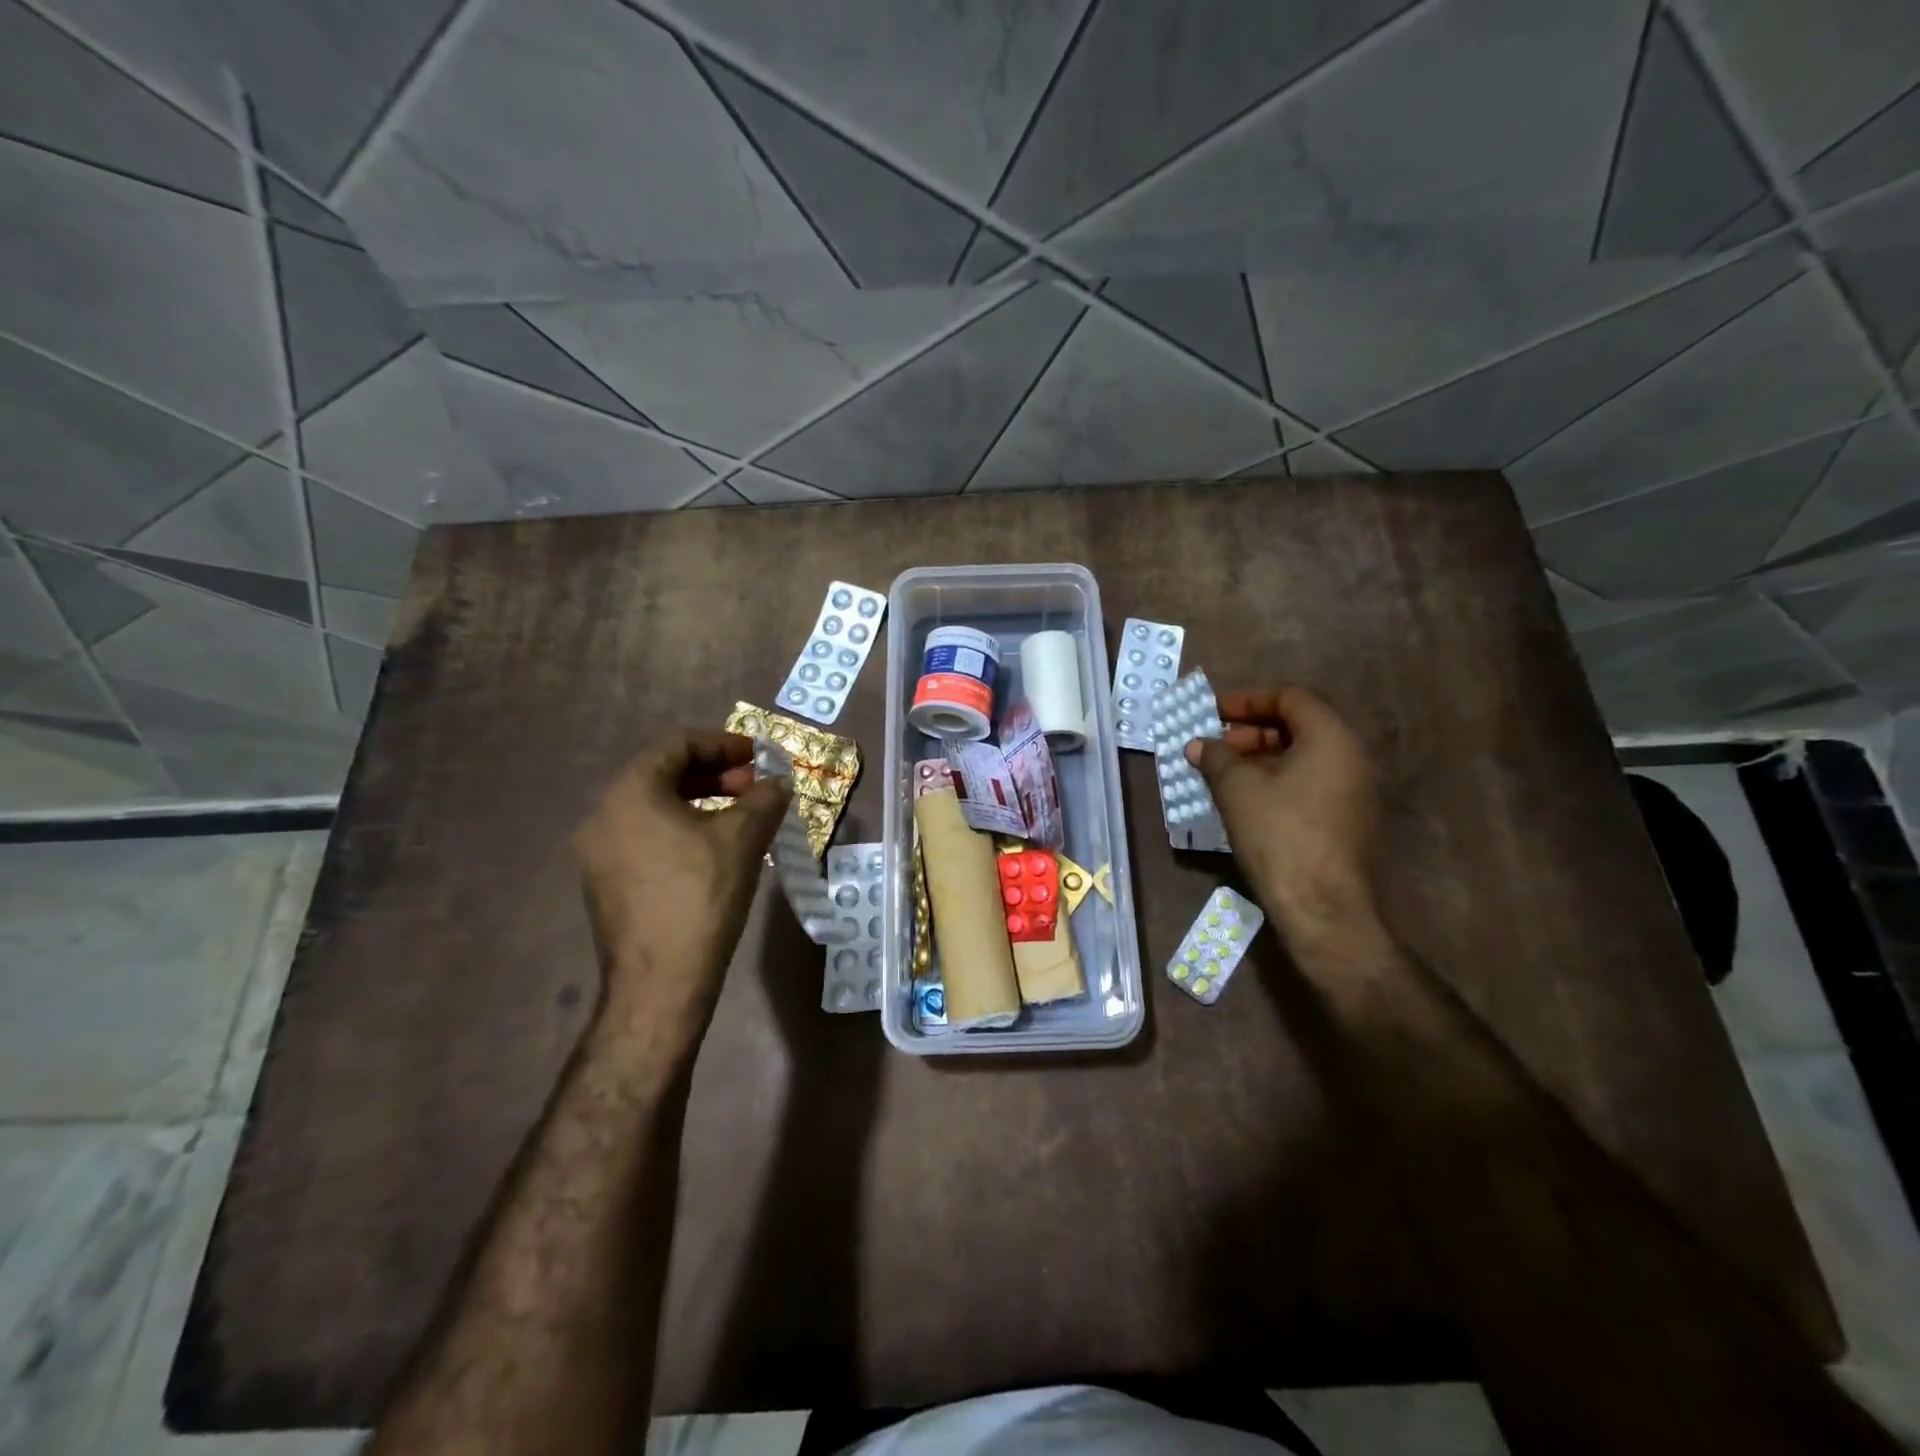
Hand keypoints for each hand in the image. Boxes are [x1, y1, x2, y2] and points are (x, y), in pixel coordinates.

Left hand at [574, 731, 790, 1037]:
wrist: (660, 982)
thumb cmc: (701, 896)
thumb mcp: (742, 839)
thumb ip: (764, 799)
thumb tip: (779, 782)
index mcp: (630, 793)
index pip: (678, 744)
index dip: (724, 743)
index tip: (758, 756)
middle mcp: (604, 814)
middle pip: (664, 773)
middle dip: (715, 774)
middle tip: (754, 788)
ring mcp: (599, 852)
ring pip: (655, 807)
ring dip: (702, 802)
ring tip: (742, 818)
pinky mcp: (606, 882)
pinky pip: (646, 836)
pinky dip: (682, 829)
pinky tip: (715, 849)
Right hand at [1186, 687, 1382, 943]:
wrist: (1322, 906)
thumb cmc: (1279, 834)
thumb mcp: (1236, 789)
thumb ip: (1216, 757)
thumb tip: (1198, 744)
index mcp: (1332, 738)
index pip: (1291, 698)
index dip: (1248, 700)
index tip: (1214, 713)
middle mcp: (1353, 757)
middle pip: (1300, 726)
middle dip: (1252, 731)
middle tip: (1216, 747)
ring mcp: (1356, 792)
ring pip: (1304, 758)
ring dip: (1262, 758)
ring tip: (1224, 774)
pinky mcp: (1350, 822)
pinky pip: (1311, 784)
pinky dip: (1278, 781)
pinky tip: (1247, 801)